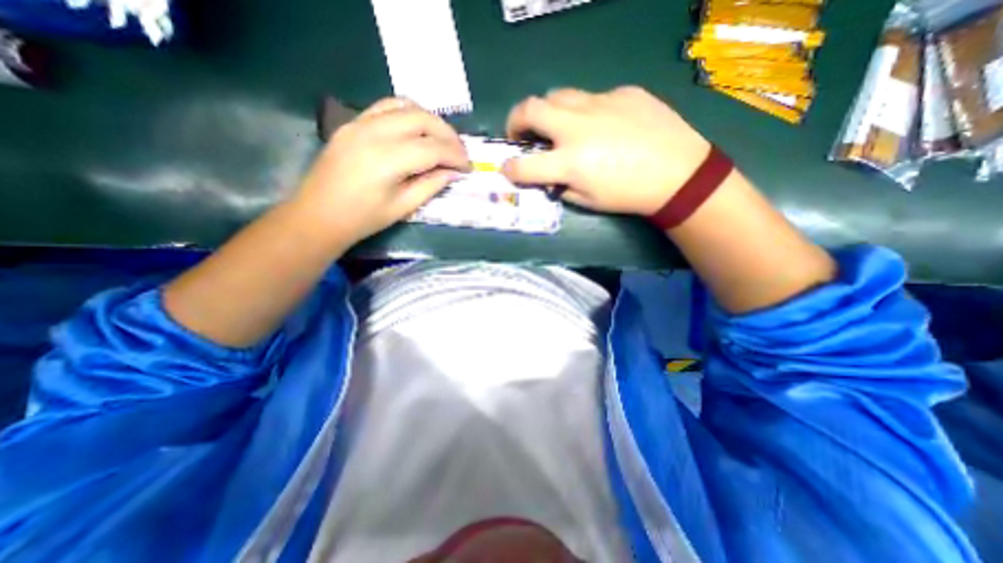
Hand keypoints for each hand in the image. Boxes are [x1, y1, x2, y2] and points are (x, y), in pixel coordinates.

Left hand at [295, 98, 471, 246]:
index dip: (456, 156)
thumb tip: (453, 172)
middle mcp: (374, 132)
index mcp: (388, 160)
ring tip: (443, 139)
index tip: (469, 167)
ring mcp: (360, 123)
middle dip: (448, 134)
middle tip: (460, 152)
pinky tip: (417, 129)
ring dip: (431, 120)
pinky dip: (408, 113)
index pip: (433, 148)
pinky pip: (386, 106)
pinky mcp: (353, 122)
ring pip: (405, 105)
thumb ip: (431, 185)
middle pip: (422, 119)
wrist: (318, 214)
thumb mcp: (403, 207)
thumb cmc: (363, 219)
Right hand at [502, 87, 711, 215]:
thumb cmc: (629, 195)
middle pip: (530, 109)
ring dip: (547, 111)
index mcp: (569, 162)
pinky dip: (585, 112)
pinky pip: (592, 98)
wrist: (678, 173)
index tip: (507, 169)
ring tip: (556, 126)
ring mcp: (600, 104)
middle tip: (520, 133)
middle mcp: (577, 127)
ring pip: (557, 95)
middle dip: (515, 121)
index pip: (523, 165)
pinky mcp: (622, 92)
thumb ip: (561, 187)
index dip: (509, 168)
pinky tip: (602, 126)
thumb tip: (550, 177)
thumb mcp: (588, 201)